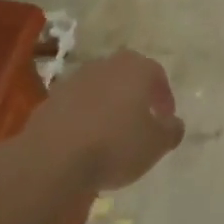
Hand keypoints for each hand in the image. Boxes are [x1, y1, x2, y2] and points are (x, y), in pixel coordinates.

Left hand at [33, 50, 184, 191]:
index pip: (157, 75)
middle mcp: (104, 65)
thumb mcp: (156, 144)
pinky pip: (76, 106)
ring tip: (112, 134)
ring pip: (99, 89)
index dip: (164, 97)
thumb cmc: (116, 145)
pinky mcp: (50, 100)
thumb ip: (171, 130)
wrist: (54, 158)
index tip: (166, 119)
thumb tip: (173, 123)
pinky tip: (86, 141)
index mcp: (135, 68)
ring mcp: (74, 80)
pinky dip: (84, 118)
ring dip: (108, 105)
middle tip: (141, 121)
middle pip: (125, 76)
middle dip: (135, 96)